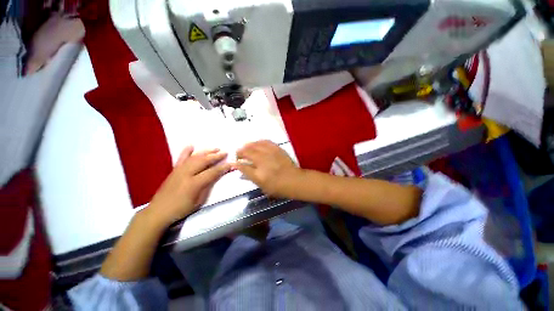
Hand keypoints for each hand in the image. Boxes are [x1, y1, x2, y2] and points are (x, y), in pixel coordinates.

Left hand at [144, 147, 231, 227]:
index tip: (231, 163)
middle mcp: (187, 173)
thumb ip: (208, 186)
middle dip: (216, 156)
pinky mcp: (174, 170)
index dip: (223, 167)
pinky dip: (187, 151)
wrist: (159, 211)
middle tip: (225, 152)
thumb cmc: (182, 208)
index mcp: (194, 183)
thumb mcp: (199, 201)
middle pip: (204, 161)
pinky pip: (181, 157)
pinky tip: (192, 146)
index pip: (212, 172)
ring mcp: (179, 170)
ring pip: (195, 157)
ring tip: (215, 148)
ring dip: (206, 152)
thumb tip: (217, 176)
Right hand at [236, 140, 301, 197]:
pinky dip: (259, 142)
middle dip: (240, 152)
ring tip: (246, 148)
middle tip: (238, 154)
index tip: (234, 162)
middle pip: (247, 152)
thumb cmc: (278, 187)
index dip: (236, 163)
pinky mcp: (277, 149)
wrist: (294, 180)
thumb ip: (250, 176)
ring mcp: (270, 153)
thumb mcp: (262, 186)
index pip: (243, 166)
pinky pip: (265, 141)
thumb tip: (240, 169)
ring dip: (248, 146)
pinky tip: (257, 143)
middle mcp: (263, 161)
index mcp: (259, 174)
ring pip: (255, 145)